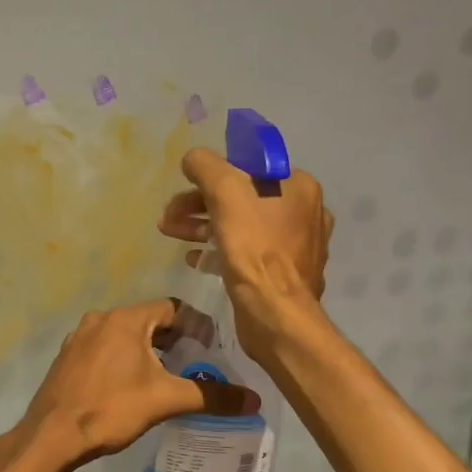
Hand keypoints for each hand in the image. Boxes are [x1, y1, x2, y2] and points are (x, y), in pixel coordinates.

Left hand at [14, 300, 258, 467]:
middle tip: (195, 362)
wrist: (51, 435)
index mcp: (124, 319)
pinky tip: (131, 385)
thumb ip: (211, 396)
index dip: (196, 324)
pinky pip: (104, 349)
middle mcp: (99, 319)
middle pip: (147, 320)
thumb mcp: (165, 400)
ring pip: (124, 335)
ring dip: (147, 350)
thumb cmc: (110, 409)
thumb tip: (255, 399)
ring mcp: (78, 338)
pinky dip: (123, 359)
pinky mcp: (67, 358)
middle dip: (173, 339)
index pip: (171, 307)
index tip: (212, 346)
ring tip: (167, 375)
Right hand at [158, 147, 333, 362]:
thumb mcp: (225, 191)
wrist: (275, 313)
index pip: (249, 167)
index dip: (213, 174)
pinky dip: (218, 250)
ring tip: (170, 233)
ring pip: (240, 226)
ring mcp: (294, 246)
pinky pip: (245, 253)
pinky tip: (195, 259)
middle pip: (241, 197)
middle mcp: (302, 212)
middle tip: (169, 215)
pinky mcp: (281, 274)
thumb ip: (206, 166)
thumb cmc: (255, 246)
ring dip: (202, 226)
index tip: (186, 185)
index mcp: (298, 187)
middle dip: (200, 203)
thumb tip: (193, 159)